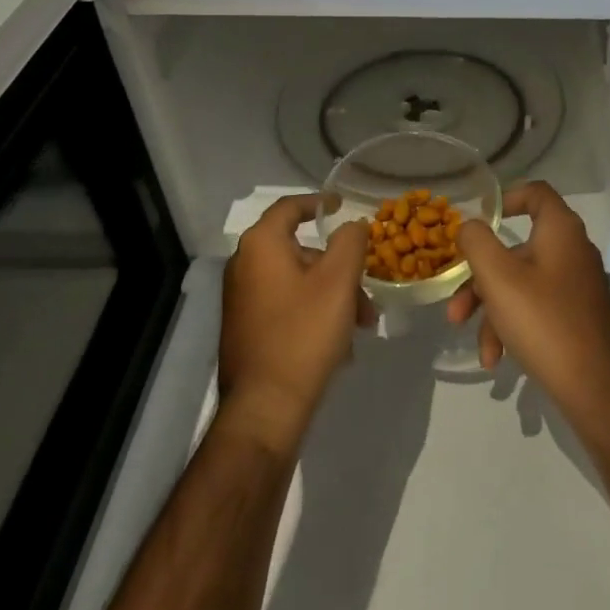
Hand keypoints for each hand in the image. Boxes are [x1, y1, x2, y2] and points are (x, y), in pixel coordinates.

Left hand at [219, 194, 372, 452]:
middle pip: (301, 250)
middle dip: (340, 267)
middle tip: (367, 291)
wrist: (265, 407)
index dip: (319, 202)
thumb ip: (350, 242)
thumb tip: (352, 224)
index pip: (290, 207)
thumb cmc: (304, 334)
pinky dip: (315, 311)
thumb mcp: (338, 281)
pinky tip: (339, 343)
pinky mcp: (247, 326)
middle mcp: (244, 265)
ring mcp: (242, 298)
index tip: (343, 206)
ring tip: (361, 325)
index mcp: (261, 246)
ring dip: (333, 294)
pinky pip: (287, 304)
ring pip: (298, 281)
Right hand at [446, 181, 609, 423]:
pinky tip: (495, 358)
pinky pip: (535, 309)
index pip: (536, 193)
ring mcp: (576, 286)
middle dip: (480, 279)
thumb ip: (476, 242)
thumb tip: (469, 225)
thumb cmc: (544, 321)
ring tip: (474, 342)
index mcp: (560, 232)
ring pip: (521, 284)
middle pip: (516, 249)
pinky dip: (512, 327)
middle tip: (456, 307)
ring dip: (491, 310)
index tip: (477, 222)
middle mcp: (572, 252)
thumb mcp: (498, 278)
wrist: (597, 388)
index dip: (505, 198)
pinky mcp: (576, 316)